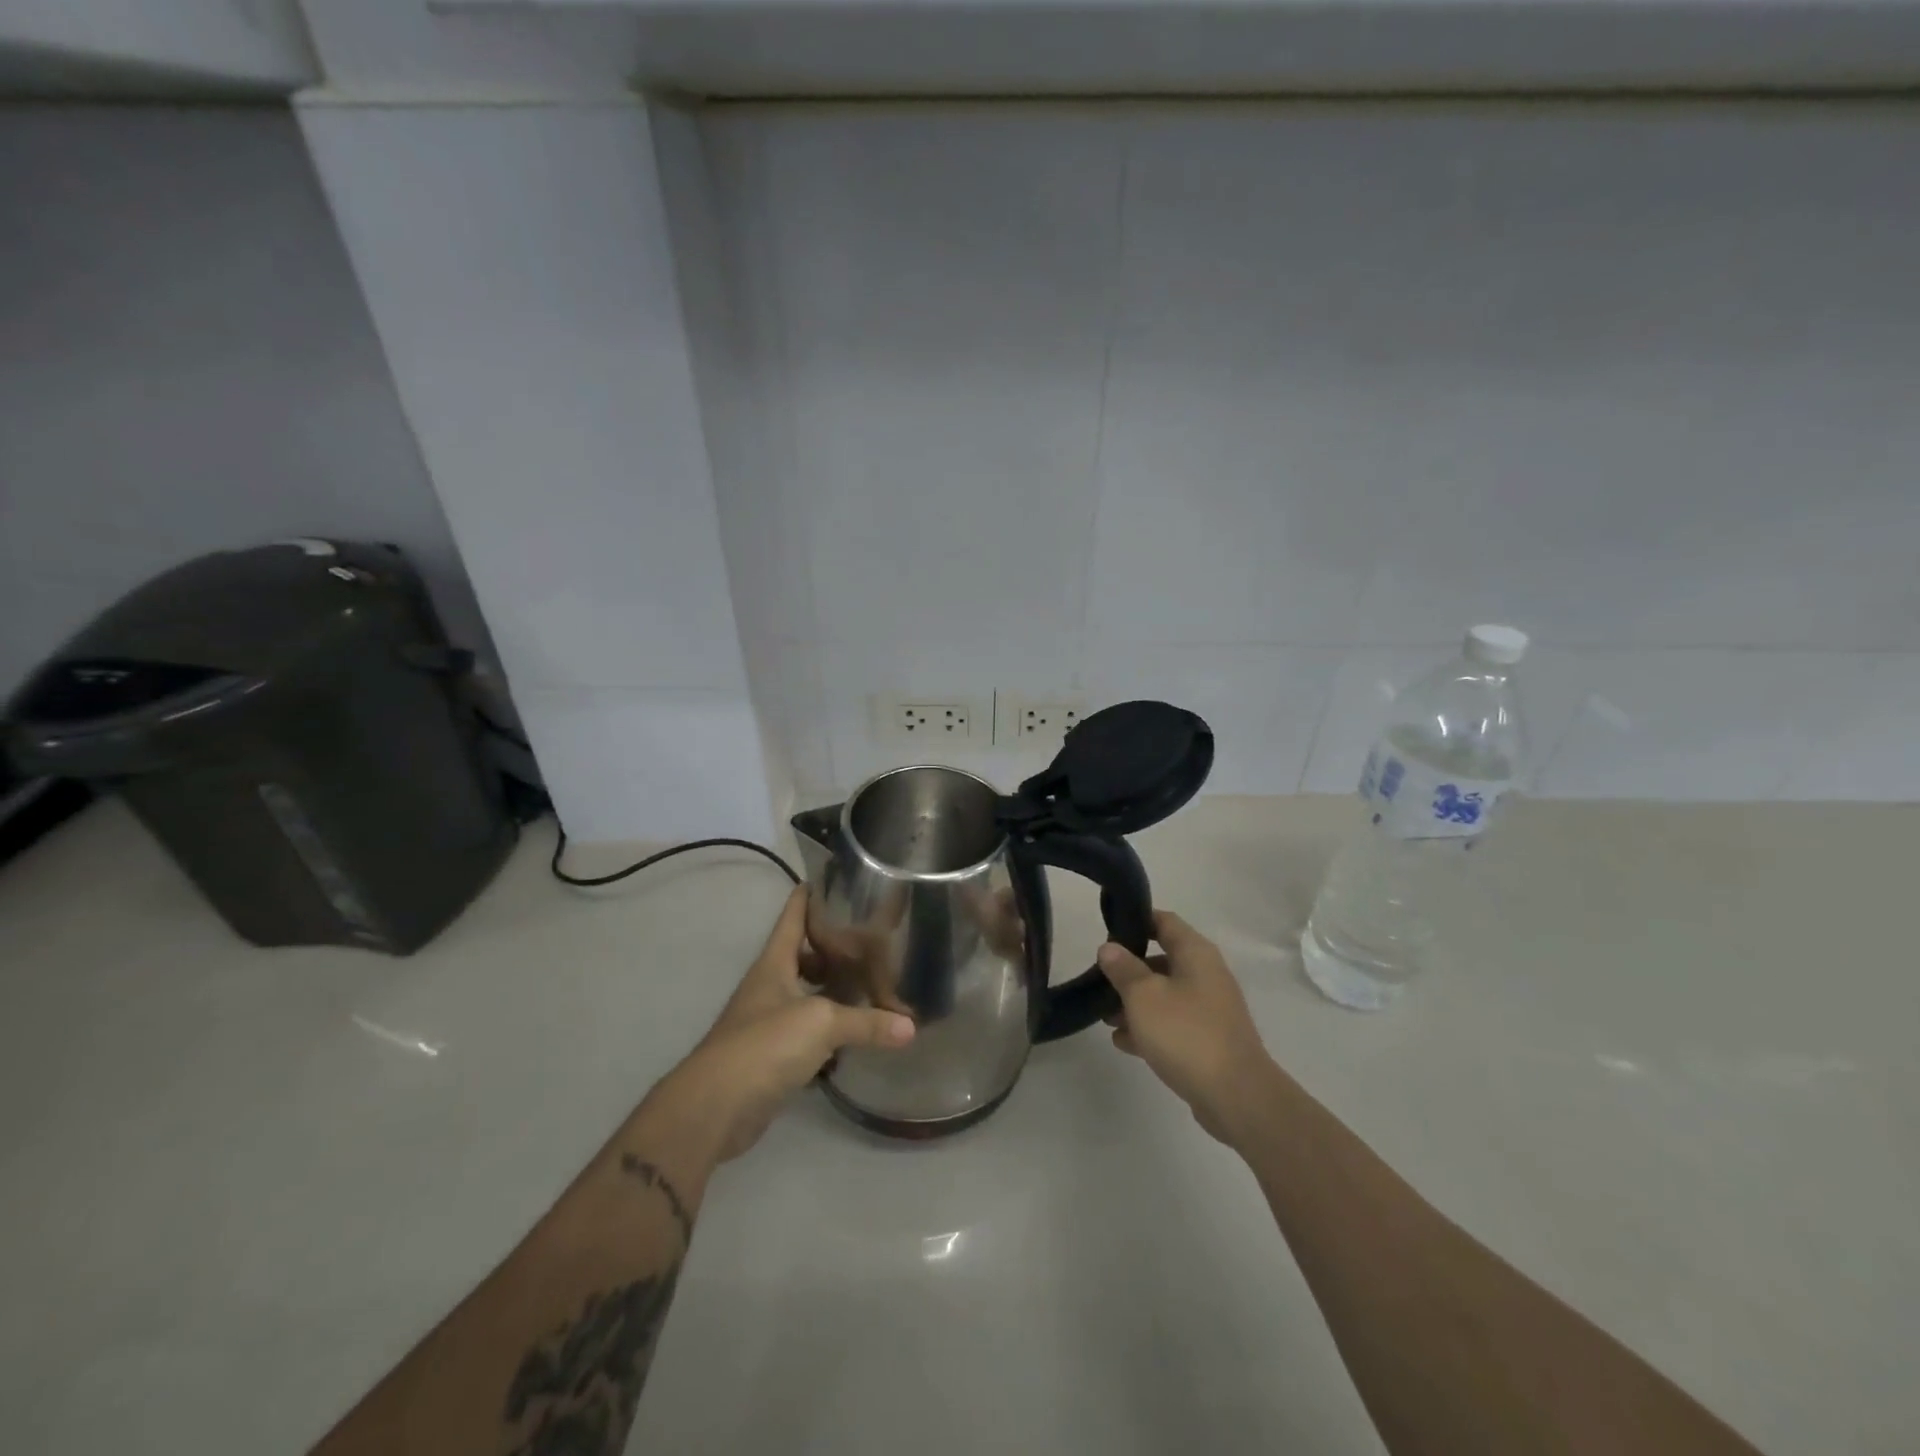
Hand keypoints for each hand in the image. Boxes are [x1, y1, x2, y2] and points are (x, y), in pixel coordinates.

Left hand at [659, 886, 914, 1162]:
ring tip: (873, 980)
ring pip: (809, 993)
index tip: (839, 878)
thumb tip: (910, 1027)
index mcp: (775, 962)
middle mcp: (770, 984)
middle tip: (875, 937)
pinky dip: (832, 1029)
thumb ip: (866, 1021)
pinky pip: (809, 1031)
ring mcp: (769, 1020)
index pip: (793, 914)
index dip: (812, 894)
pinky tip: (858, 1031)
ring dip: (835, 988)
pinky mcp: (773, 1055)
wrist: (715, 1107)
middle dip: (836, 945)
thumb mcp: (821, 1022)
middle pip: (805, 953)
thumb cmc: (764, 1044)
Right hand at [1098, 910, 1274, 1145]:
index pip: (1164, 921)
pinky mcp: (1208, 1041)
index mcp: (1196, 954)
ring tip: (1105, 1017)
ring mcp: (1210, 1010)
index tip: (1107, 930)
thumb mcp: (1144, 996)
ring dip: (1135, 1003)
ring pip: (1165, 995)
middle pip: (1161, 960)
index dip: (1136, 921)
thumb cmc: (1186, 1034)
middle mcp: (1206, 976)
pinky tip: (1123, 1043)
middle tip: (1100, 980)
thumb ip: (1123, 969)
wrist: (1237, 1098)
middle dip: (1128, 970)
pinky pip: (1173, 1025)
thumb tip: (1109, 948)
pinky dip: (1149, 1028)